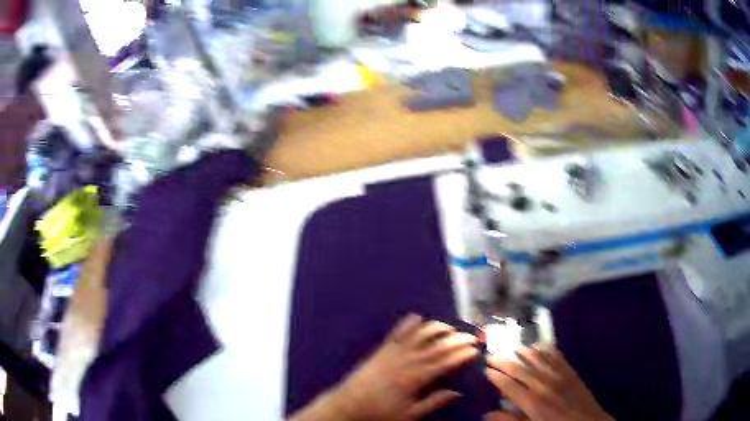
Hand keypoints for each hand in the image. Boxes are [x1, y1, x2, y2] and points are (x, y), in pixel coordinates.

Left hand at [291, 314, 478, 420]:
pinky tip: (417, 317)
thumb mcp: (409, 414)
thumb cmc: (380, 412)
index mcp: (415, 378)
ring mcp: (393, 352)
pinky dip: (408, 324)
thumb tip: (456, 392)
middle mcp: (406, 360)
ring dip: (436, 328)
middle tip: (471, 336)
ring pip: (419, 335)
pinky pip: (397, 333)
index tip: (475, 350)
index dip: (461, 355)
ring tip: (450, 326)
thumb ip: (433, 402)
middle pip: (436, 346)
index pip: (444, 363)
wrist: (348, 404)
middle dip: (456, 339)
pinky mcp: (382, 349)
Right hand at [484, 344, 613, 420]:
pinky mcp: (570, 371)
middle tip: (491, 355)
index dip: (495, 376)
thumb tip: (488, 414)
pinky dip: (546, 350)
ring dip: (523, 352)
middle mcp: (544, 384)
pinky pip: (556, 356)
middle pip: (520, 368)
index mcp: (532, 401)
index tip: (484, 370)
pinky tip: (539, 346)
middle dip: (503, 361)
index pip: (508, 384)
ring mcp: (559, 375)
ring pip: (537, 359)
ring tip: (512, 348)